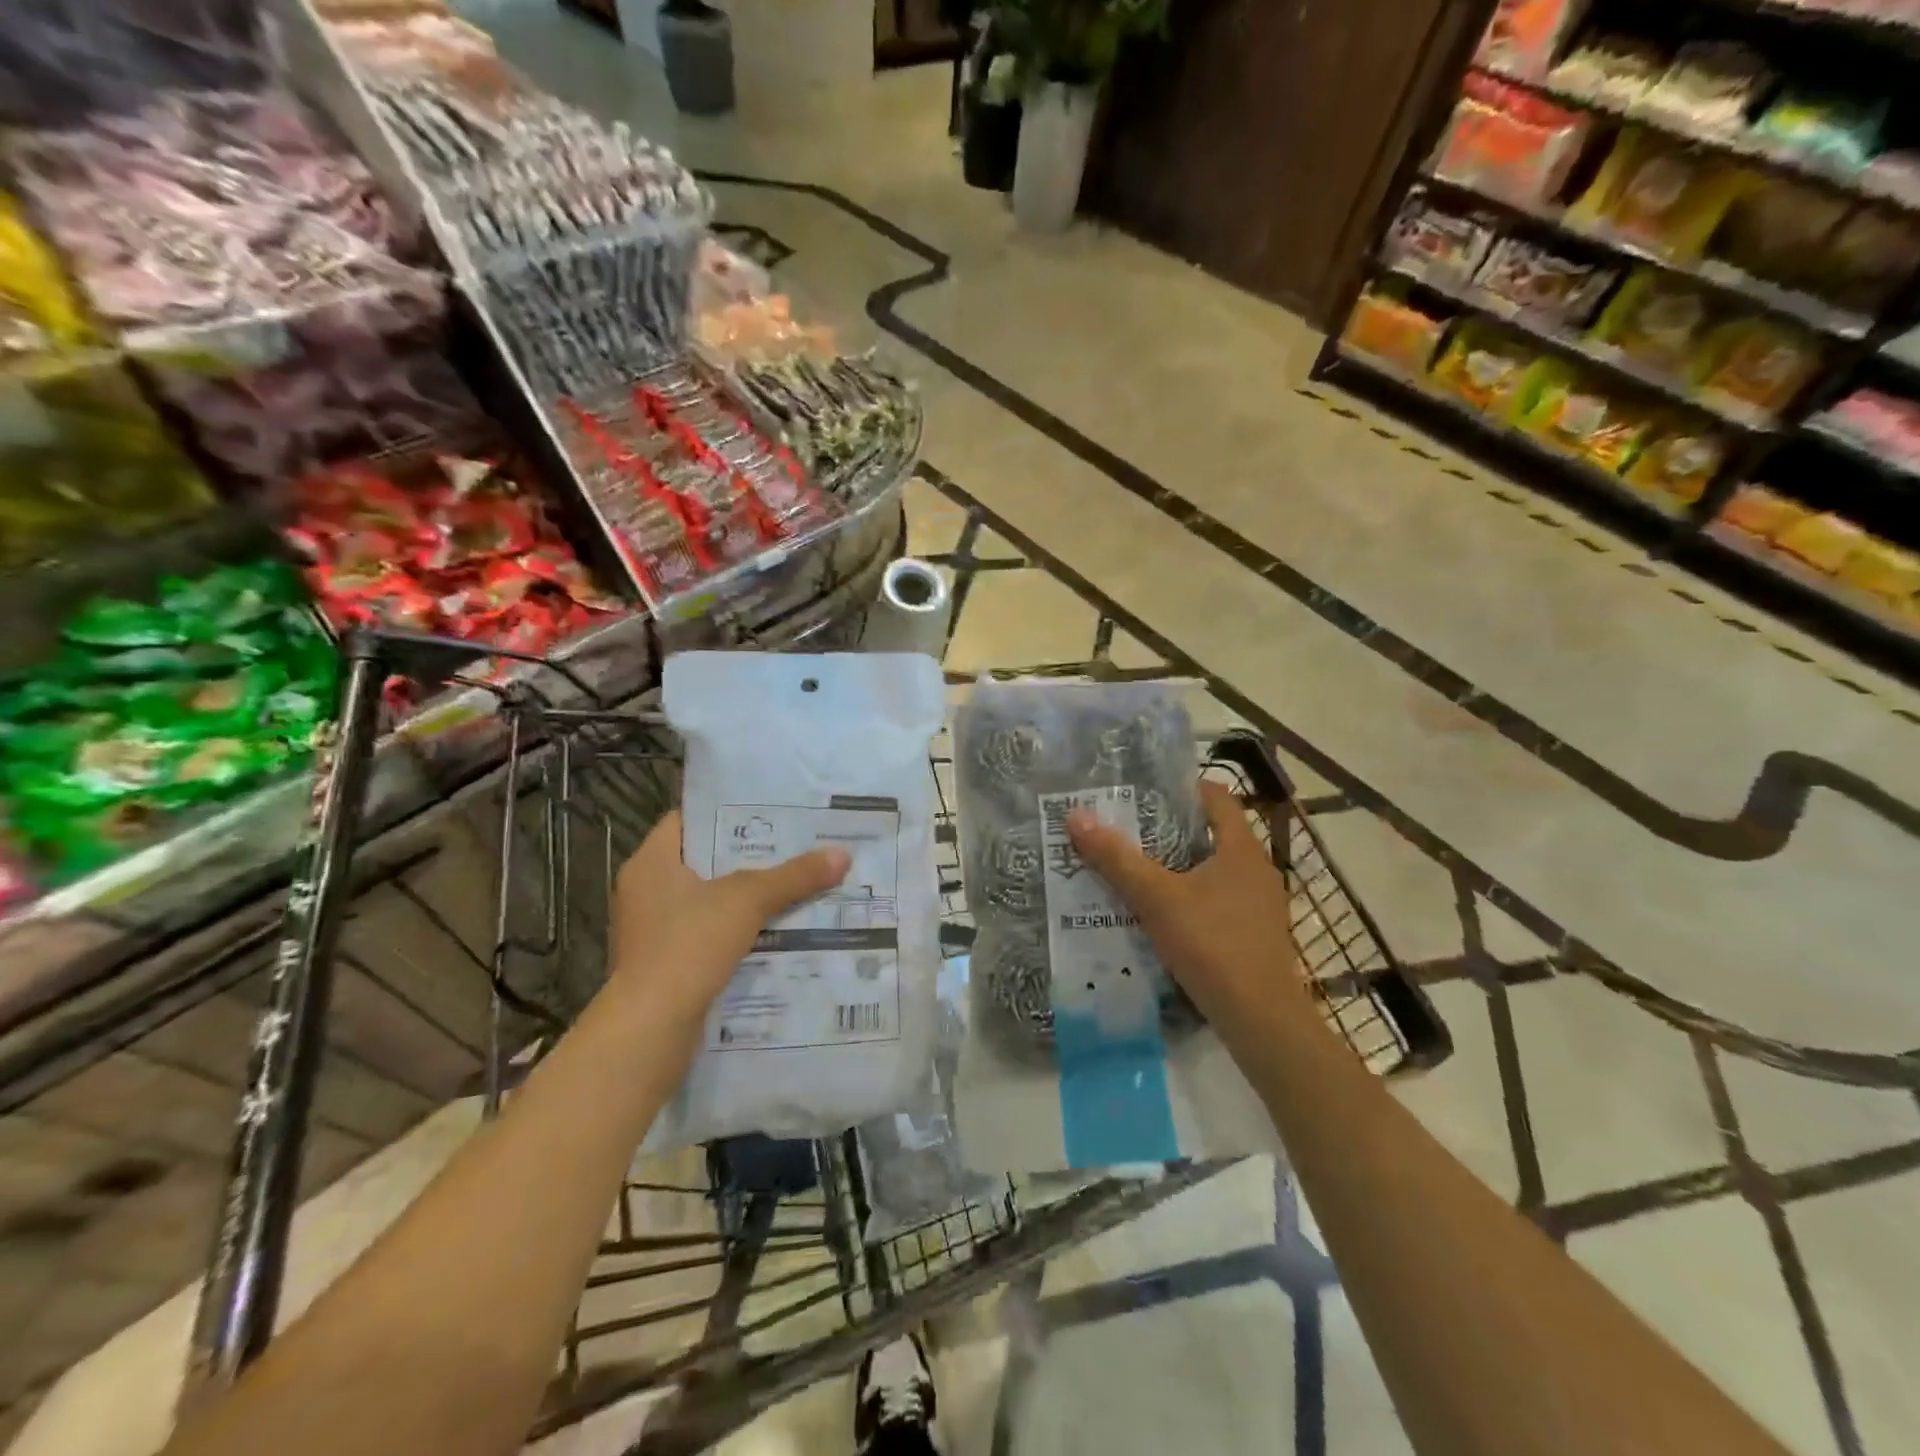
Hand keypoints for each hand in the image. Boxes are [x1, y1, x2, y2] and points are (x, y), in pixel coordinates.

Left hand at [607, 811, 849, 1037]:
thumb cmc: (689, 945)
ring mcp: (652, 932)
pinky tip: (775, 933)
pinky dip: (737, 933)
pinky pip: (707, 936)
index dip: (726, 813)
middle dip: (748, 858)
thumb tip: (842, 854)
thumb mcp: (748, 901)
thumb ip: (793, 876)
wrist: (651, 1029)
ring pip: (708, 902)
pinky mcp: (664, 965)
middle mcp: (645, 892)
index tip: (768, 812)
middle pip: (703, 862)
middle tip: (794, 847)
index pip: (688, 820)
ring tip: (794, 887)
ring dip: (746, 899)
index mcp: (651, 863)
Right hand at [1067, 781, 1309, 1029]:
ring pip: (1212, 871)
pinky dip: (1189, 898)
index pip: (1216, 797)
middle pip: (1211, 833)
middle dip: (1168, 830)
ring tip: (1134, 869)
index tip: (1143, 791)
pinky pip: (1217, 901)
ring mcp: (1259, 905)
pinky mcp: (1254, 935)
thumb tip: (1076, 817)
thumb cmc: (1213, 945)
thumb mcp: (1157, 899)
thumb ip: (1117, 859)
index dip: (1181, 788)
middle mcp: (1256, 869)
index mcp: (1241, 849)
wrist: (1262, 1021)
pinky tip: (1159, 915)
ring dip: (1177, 867)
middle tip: (1126, 829)